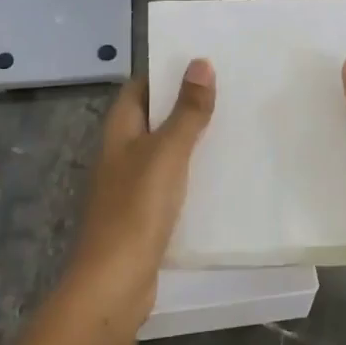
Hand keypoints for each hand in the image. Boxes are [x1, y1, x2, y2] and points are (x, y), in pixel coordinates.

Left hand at [65, 59, 216, 332]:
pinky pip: (169, 182)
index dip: (164, 72)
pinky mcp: (143, 216)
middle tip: (227, 91)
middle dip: (183, 105)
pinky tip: (218, 176)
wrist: (114, 282)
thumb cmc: (136, 208)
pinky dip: (190, 174)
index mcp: (118, 132)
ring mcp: (129, 186)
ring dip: (189, 140)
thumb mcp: (167, 152)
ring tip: (231, 126)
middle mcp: (120, 154)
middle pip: (152, 118)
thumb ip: (187, 111)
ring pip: (162, 151)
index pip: (139, 88)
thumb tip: (200, 63)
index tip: (201, 62)